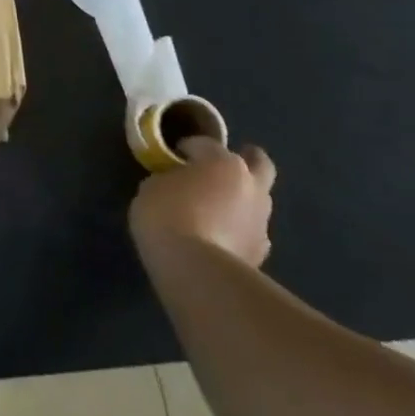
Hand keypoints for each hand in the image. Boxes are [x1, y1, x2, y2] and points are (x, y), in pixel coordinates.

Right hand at [129, 136, 275, 269]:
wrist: (196, 271)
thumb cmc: (168, 216)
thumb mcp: (152, 187)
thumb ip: (170, 178)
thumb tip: (177, 183)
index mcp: (223, 162)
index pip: (204, 144)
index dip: (187, 148)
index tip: (172, 156)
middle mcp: (250, 186)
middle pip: (259, 163)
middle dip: (247, 160)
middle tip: (223, 168)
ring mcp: (261, 221)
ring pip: (258, 200)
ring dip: (242, 200)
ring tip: (217, 209)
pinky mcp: (261, 253)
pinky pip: (251, 232)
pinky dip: (239, 230)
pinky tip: (222, 238)